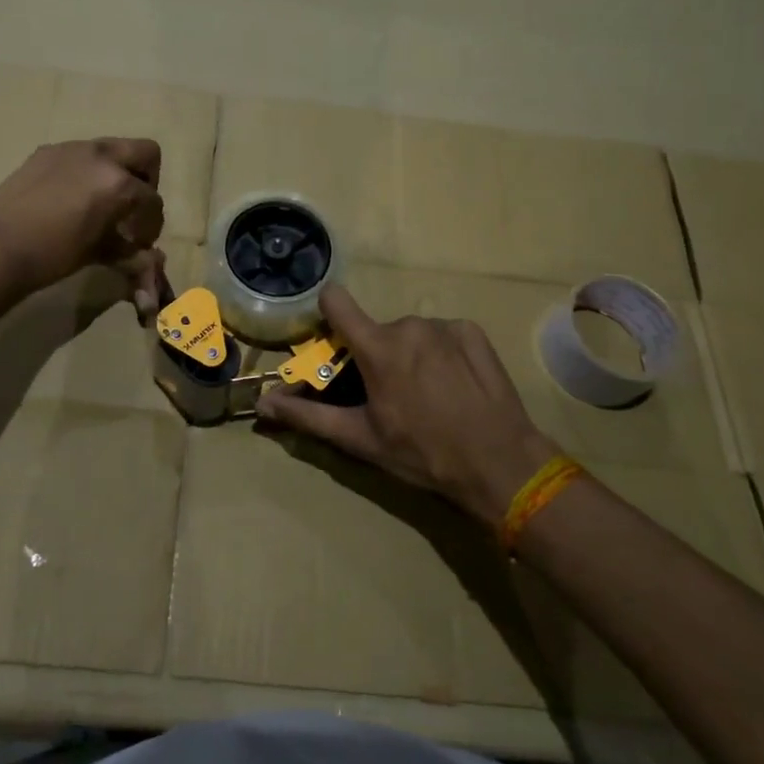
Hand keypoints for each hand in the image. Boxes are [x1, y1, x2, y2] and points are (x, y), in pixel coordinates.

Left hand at [0, 139, 165, 307]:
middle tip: (132, 207)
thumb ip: (129, 249)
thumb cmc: (54, 255)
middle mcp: (100, 156)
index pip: (152, 199)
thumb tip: (148, 258)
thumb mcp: (99, 252)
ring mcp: (71, 149)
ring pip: (110, 150)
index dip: (152, 224)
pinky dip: (85, 172)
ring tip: (100, 203)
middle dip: (147, 179)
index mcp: (119, 182)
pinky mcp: (46, 152)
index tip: (141, 241)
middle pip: (145, 153)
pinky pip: (78, 156)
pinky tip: (69, 199)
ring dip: (115, 172)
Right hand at [256, 286, 557, 526]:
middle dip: (376, 356)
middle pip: (377, 330)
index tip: (333, 338)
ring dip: (410, 355)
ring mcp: (444, 326)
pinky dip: (440, 353)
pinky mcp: (472, 331)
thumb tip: (263, 402)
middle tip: (391, 396)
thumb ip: (308, 415)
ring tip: (427, 395)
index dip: (328, 313)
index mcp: (377, 348)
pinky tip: (453, 385)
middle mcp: (408, 325)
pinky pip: (442, 333)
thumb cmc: (422, 454)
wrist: (500, 463)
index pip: (336, 301)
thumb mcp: (361, 439)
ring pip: (411, 333)